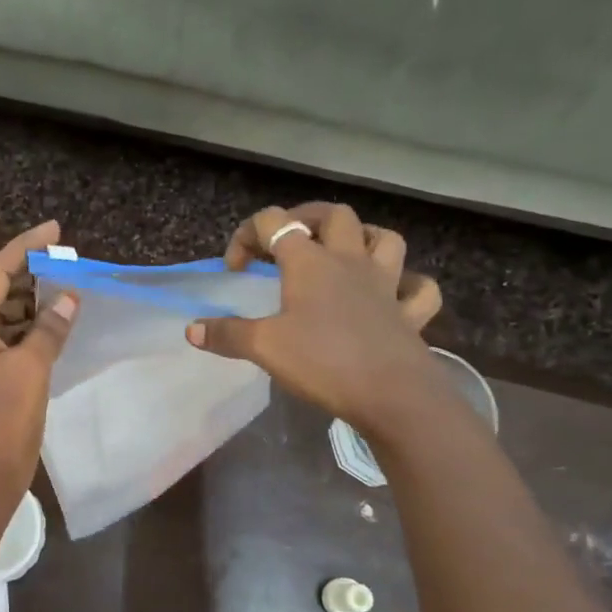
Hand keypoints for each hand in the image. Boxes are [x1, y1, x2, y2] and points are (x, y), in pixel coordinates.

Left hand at [0, 220, 78, 500]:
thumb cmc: (1, 423)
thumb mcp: (31, 370)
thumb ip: (49, 329)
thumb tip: (69, 299)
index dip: (26, 247)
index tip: (55, 230)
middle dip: (29, 278)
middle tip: (67, 266)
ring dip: (28, 308)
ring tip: (65, 293)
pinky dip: (21, 334)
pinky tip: (49, 330)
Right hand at [185, 203, 444, 433]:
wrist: (392, 395)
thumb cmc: (323, 362)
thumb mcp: (264, 348)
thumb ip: (227, 334)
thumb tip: (192, 329)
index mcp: (310, 263)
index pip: (274, 222)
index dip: (247, 235)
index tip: (235, 270)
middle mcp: (350, 262)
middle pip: (333, 216)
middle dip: (305, 218)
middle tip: (287, 241)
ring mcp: (386, 285)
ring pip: (384, 239)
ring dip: (363, 238)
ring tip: (344, 253)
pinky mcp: (409, 314)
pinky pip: (419, 288)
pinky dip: (408, 284)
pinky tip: (394, 294)